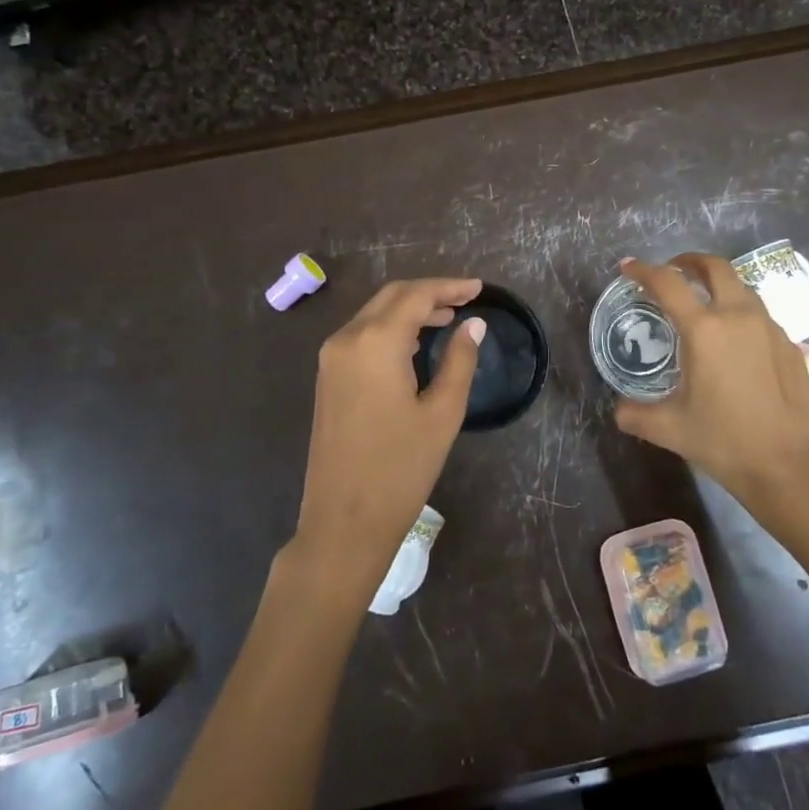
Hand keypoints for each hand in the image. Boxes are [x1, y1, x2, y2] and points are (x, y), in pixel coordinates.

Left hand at [291, 278, 484, 593]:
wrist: (343, 522)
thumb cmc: (401, 468)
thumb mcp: (442, 413)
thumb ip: (460, 361)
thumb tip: (473, 325)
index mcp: (375, 342)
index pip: (416, 296)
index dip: (450, 287)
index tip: (480, 289)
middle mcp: (347, 339)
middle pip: (391, 297)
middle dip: (429, 293)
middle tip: (466, 300)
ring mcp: (331, 359)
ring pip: (374, 314)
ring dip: (410, 310)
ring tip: (448, 319)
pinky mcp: (328, 378)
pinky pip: (362, 335)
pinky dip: (391, 329)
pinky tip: (416, 345)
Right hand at [613, 255, 808, 507]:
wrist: (787, 466)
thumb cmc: (724, 441)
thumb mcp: (669, 428)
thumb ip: (635, 414)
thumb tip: (619, 409)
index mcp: (704, 330)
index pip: (668, 283)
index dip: (643, 270)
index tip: (628, 267)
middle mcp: (739, 317)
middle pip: (715, 267)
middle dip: (690, 261)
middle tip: (674, 270)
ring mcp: (770, 329)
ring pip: (742, 288)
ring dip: (718, 285)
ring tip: (704, 302)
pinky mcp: (790, 346)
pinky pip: (760, 316)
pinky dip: (740, 314)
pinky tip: (735, 343)